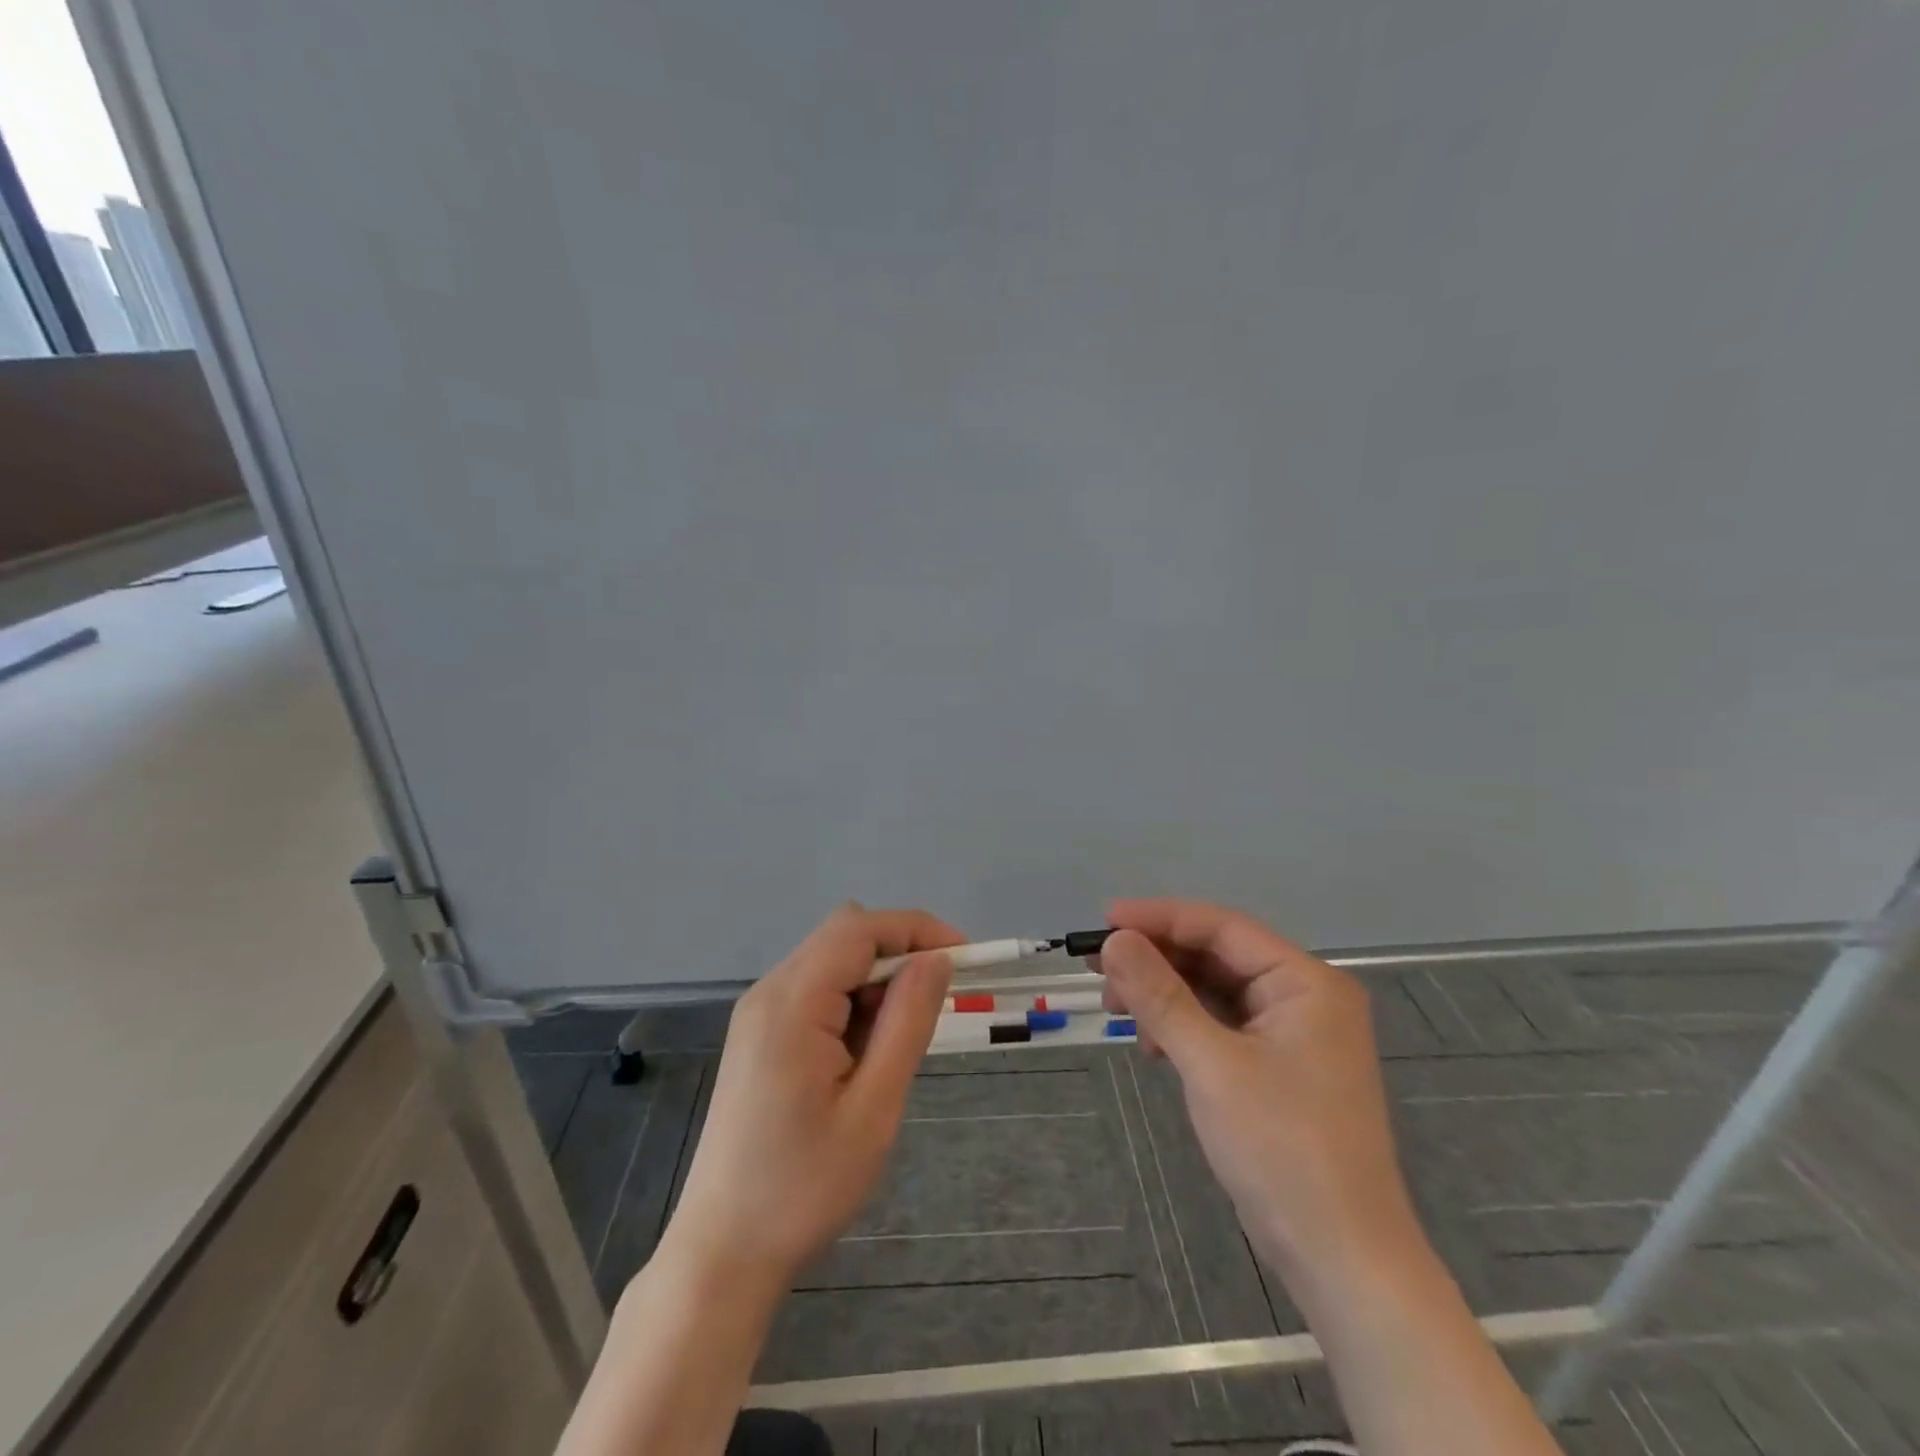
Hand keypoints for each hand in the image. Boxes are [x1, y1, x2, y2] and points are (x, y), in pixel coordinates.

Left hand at [665, 904, 960, 1291]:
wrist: (723, 1251)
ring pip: (832, 962)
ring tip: (892, 1050)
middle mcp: (769, 991)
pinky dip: (851, 1004)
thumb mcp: (874, 1107)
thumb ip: (907, 1022)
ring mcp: (758, 1012)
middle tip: (934, 1009)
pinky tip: (861, 1058)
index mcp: (792, 1002)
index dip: (917, 929)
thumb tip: (937, 959)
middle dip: (899, 956)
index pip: (860, 928)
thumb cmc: (804, 1187)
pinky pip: (816, 991)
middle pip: (844, 937)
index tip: (965, 957)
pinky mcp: (758, 1034)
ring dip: (875, 984)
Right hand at [1096, 899, 1423, 1301]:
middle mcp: (1304, 997)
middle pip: (1217, 956)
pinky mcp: (1278, 1068)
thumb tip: (1113, 940)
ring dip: (1165, 994)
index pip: (1222, 928)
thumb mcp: (1211, 1064)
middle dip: (1157, 960)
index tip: (1103, 922)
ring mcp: (1293, 1035)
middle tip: (1099, 970)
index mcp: (1306, 982)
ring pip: (1215, 991)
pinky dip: (1183, 1026)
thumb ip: (1160, 996)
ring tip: (1117, 1010)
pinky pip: (1221, 1025)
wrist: (1342, 1261)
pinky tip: (1152, 1044)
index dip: (1160, 919)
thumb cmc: (1282, 1149)